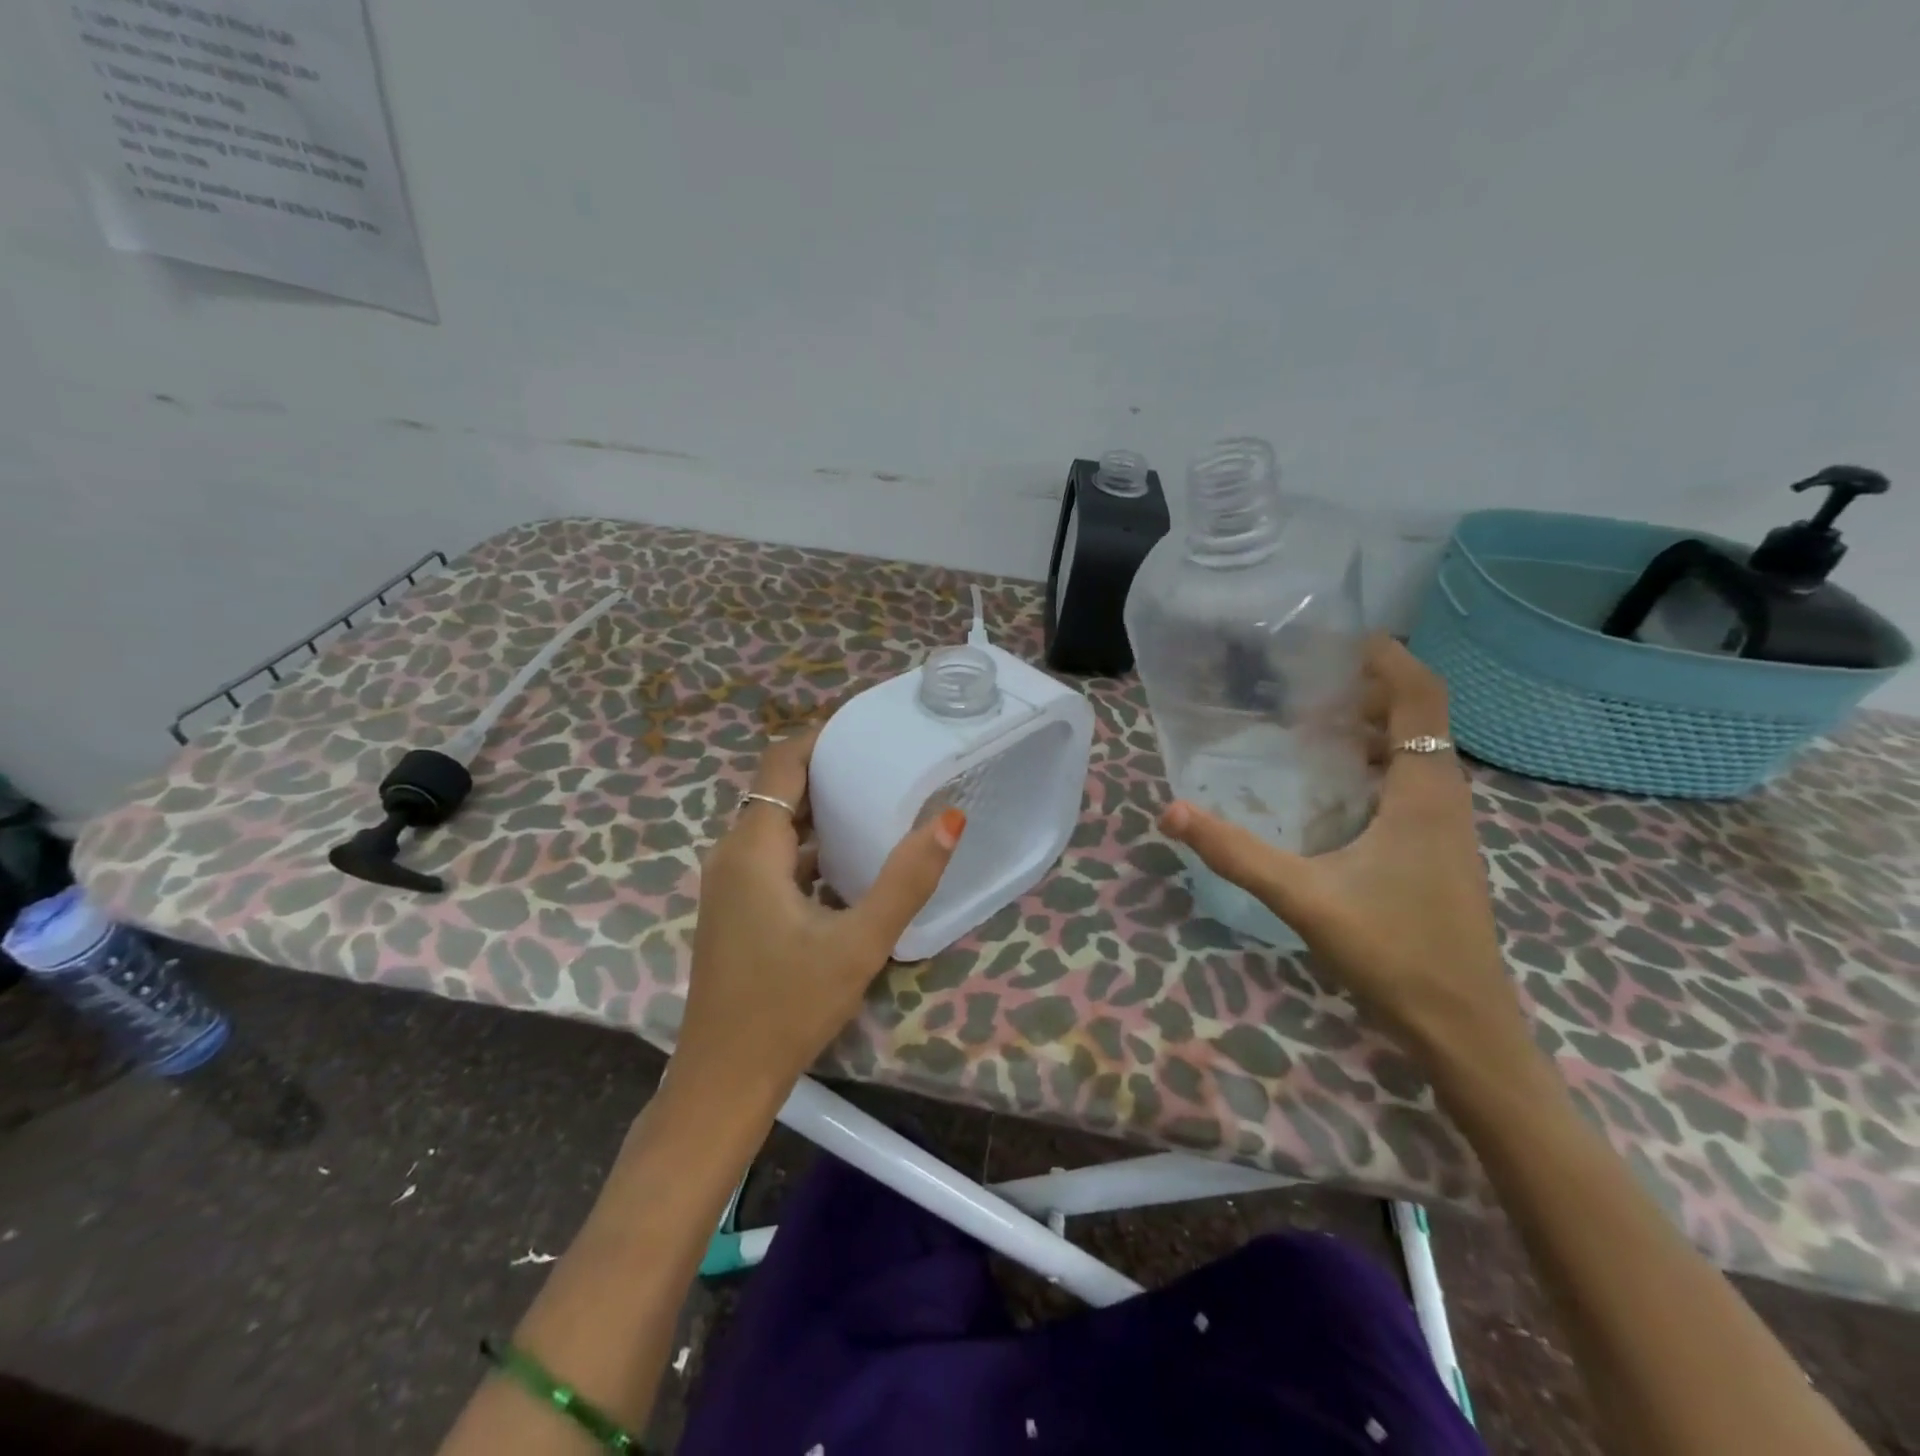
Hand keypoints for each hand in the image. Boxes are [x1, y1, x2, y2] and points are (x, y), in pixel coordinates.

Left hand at [675, 725, 966, 1100]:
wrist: (724, 1081)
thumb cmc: (788, 1009)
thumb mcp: (859, 944)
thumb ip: (906, 880)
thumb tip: (949, 817)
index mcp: (752, 849)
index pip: (781, 763)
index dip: (820, 736)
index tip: (867, 725)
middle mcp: (732, 854)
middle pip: (779, 789)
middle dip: (827, 768)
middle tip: (884, 759)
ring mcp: (729, 884)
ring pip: (776, 825)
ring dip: (820, 807)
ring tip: (876, 798)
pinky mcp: (736, 909)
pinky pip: (774, 856)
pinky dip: (809, 843)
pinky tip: (849, 860)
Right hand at [1159, 636, 1527, 1059]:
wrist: (1464, 1028)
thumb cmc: (1394, 952)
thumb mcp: (1303, 896)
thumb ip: (1236, 852)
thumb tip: (1172, 811)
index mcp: (1425, 791)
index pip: (1422, 696)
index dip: (1390, 659)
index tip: (1341, 639)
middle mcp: (1445, 798)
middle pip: (1420, 718)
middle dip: (1369, 690)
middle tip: (1306, 682)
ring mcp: (1448, 828)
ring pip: (1417, 754)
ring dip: (1374, 729)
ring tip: (1312, 724)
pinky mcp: (1439, 853)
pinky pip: (1413, 785)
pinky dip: (1378, 767)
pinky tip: (1333, 792)